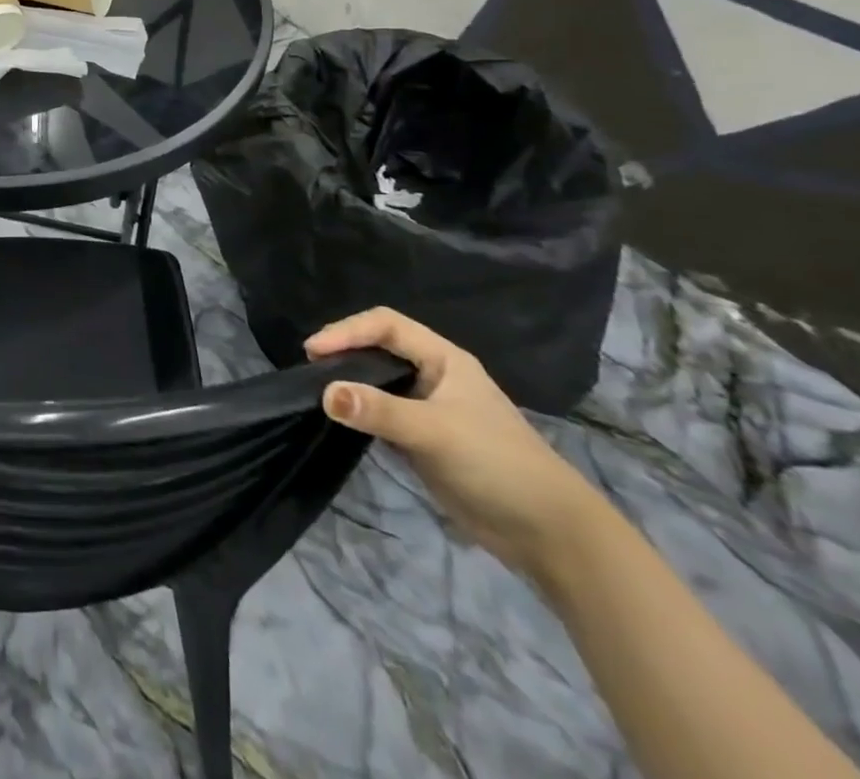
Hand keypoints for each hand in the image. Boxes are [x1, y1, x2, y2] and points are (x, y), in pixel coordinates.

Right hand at [306, 307, 605, 576]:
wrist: (550, 534)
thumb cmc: (497, 464)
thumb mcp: (435, 432)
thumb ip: (380, 412)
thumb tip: (325, 394)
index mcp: (443, 359)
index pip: (385, 325)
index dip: (347, 330)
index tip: (313, 351)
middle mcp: (434, 376)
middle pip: (379, 348)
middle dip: (344, 351)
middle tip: (310, 368)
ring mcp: (429, 409)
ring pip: (378, 381)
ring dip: (349, 382)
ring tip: (317, 390)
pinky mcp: (424, 440)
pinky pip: (382, 414)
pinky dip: (359, 412)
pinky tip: (341, 420)